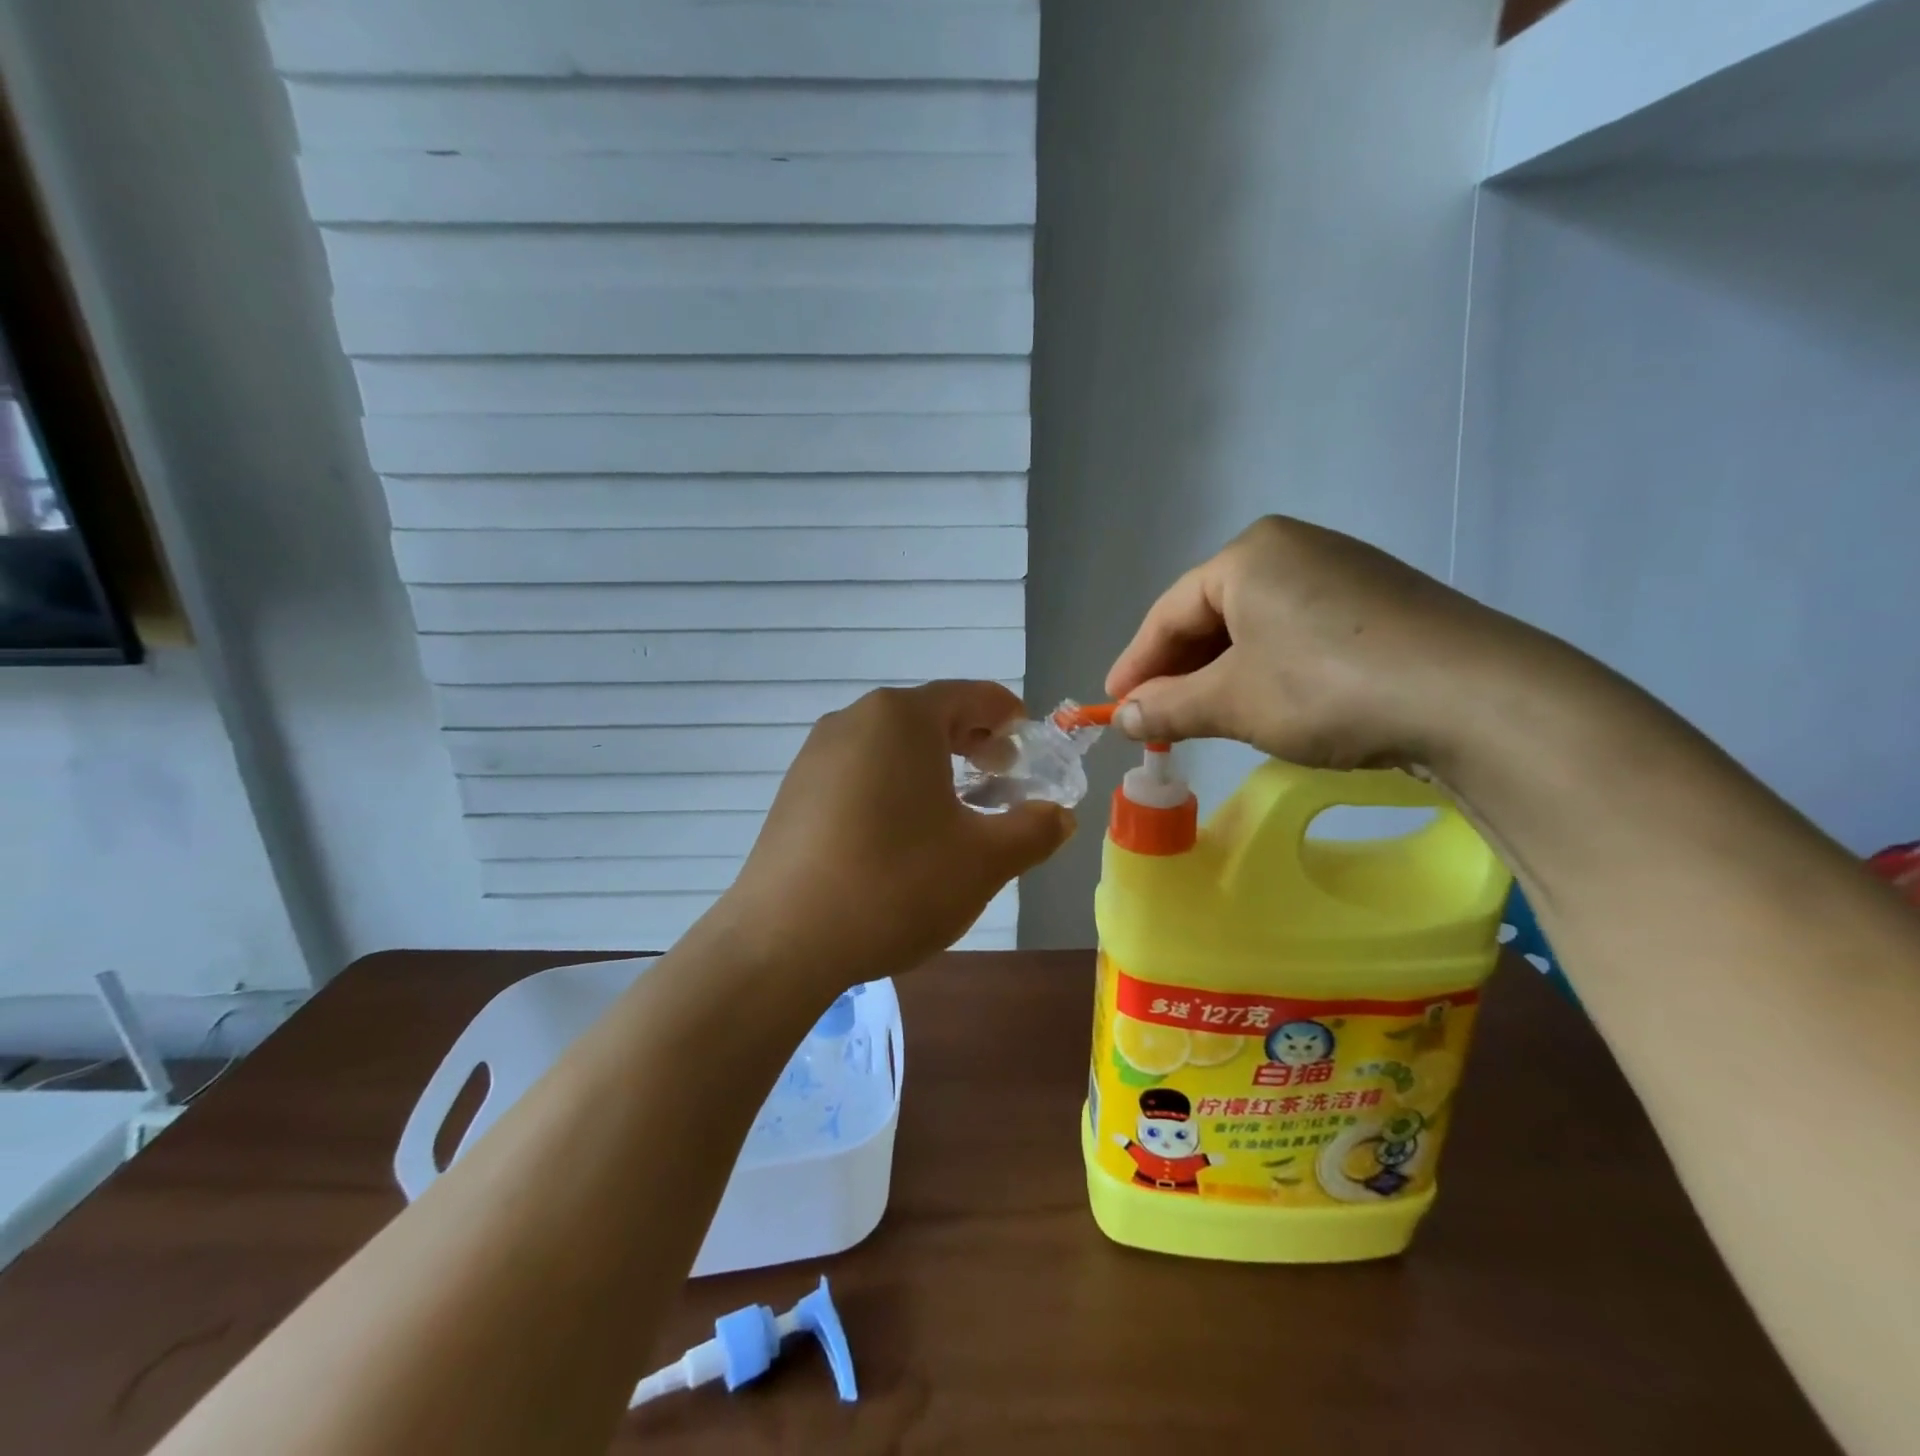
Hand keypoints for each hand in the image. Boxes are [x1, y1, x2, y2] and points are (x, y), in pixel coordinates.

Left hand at [712, 682, 1074, 990]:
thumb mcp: (984, 861)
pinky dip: (894, 785)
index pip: (973, 696)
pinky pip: (860, 770)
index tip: (1031, 748)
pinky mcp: (796, 790)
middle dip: (973, 742)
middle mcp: (855, 719)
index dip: (1011, 717)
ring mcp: (817, 753)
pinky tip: (901, 833)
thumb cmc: (895, 884)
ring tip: (955, 810)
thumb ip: (1034, 830)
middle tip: (1001, 779)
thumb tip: (1058, 816)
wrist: (783, 941)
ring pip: (892, 745)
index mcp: (902, 717)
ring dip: (933, 766)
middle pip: (930, 716)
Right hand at [1105, 516, 1527, 771]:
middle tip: (1155, 719)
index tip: (1113, 707)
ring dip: (1220, 675)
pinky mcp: (1379, 605)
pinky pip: (1296, 634)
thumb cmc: (1328, 687)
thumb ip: (1167, 707)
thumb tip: (1122, 718)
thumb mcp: (1233, 701)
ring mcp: (1343, 573)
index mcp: (1249, 554)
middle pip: (1211, 615)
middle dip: (1178, 672)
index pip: (1169, 612)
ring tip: (1203, 717)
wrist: (1475, 699)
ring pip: (1255, 628)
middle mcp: (1294, 549)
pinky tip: (1266, 703)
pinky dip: (1267, 671)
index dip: (1135, 663)